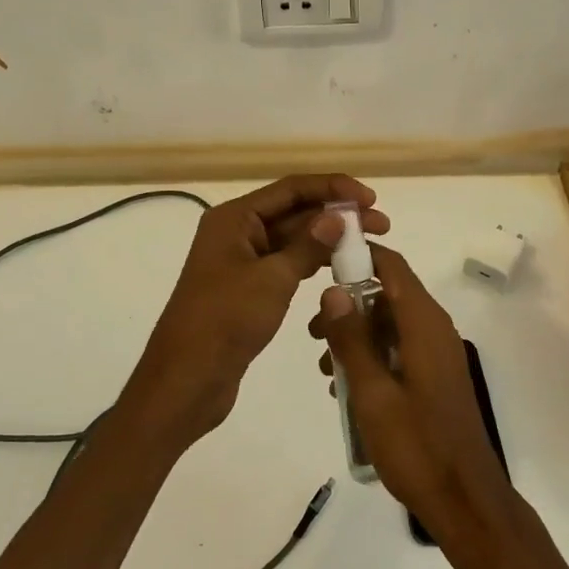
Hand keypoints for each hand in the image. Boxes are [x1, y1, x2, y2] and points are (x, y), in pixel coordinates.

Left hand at [124, 174, 389, 448]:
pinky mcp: (249, 289)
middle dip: (337, 215)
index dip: (332, 188)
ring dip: (329, 240)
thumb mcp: (272, 279)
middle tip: (382, 226)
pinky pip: (287, 264)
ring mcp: (242, 261)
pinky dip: (313, 263)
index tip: (370, 200)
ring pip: (293, 239)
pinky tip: (342, 268)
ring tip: (370, 246)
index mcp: (234, 218)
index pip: (291, 189)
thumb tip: (337, 217)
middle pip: (294, 211)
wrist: (187, 380)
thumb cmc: (225, 321)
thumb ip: (308, 245)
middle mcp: (237, 232)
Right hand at [310, 245, 523, 561]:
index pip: (392, 266)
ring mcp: (437, 354)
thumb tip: (333, 290)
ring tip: (324, 369)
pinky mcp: (435, 377)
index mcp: (424, 324)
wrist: (465, 500)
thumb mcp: (372, 392)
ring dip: (356, 336)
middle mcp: (434, 329)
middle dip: (348, 306)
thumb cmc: (416, 445)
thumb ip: (351, 339)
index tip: (321, 261)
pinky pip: (399, 349)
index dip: (359, 255)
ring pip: (390, 325)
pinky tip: (346, 387)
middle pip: (387, 295)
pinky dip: (372, 357)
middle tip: (313, 334)